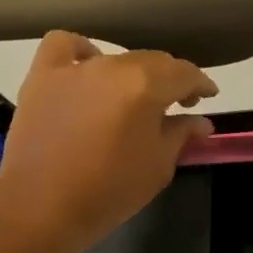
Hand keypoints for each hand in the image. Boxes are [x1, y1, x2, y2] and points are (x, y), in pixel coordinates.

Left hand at [0, 32, 217, 252]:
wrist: (43, 206)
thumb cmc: (112, 190)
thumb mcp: (160, 165)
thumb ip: (182, 134)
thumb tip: (200, 121)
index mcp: (146, 87)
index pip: (185, 74)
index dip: (202, 84)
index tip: (209, 96)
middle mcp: (112, 67)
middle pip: (153, 62)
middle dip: (172, 79)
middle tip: (180, 103)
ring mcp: (74, 69)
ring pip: (117, 58)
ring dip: (135, 73)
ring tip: (136, 95)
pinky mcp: (43, 76)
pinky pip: (66, 47)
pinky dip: (83, 52)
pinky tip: (90, 70)